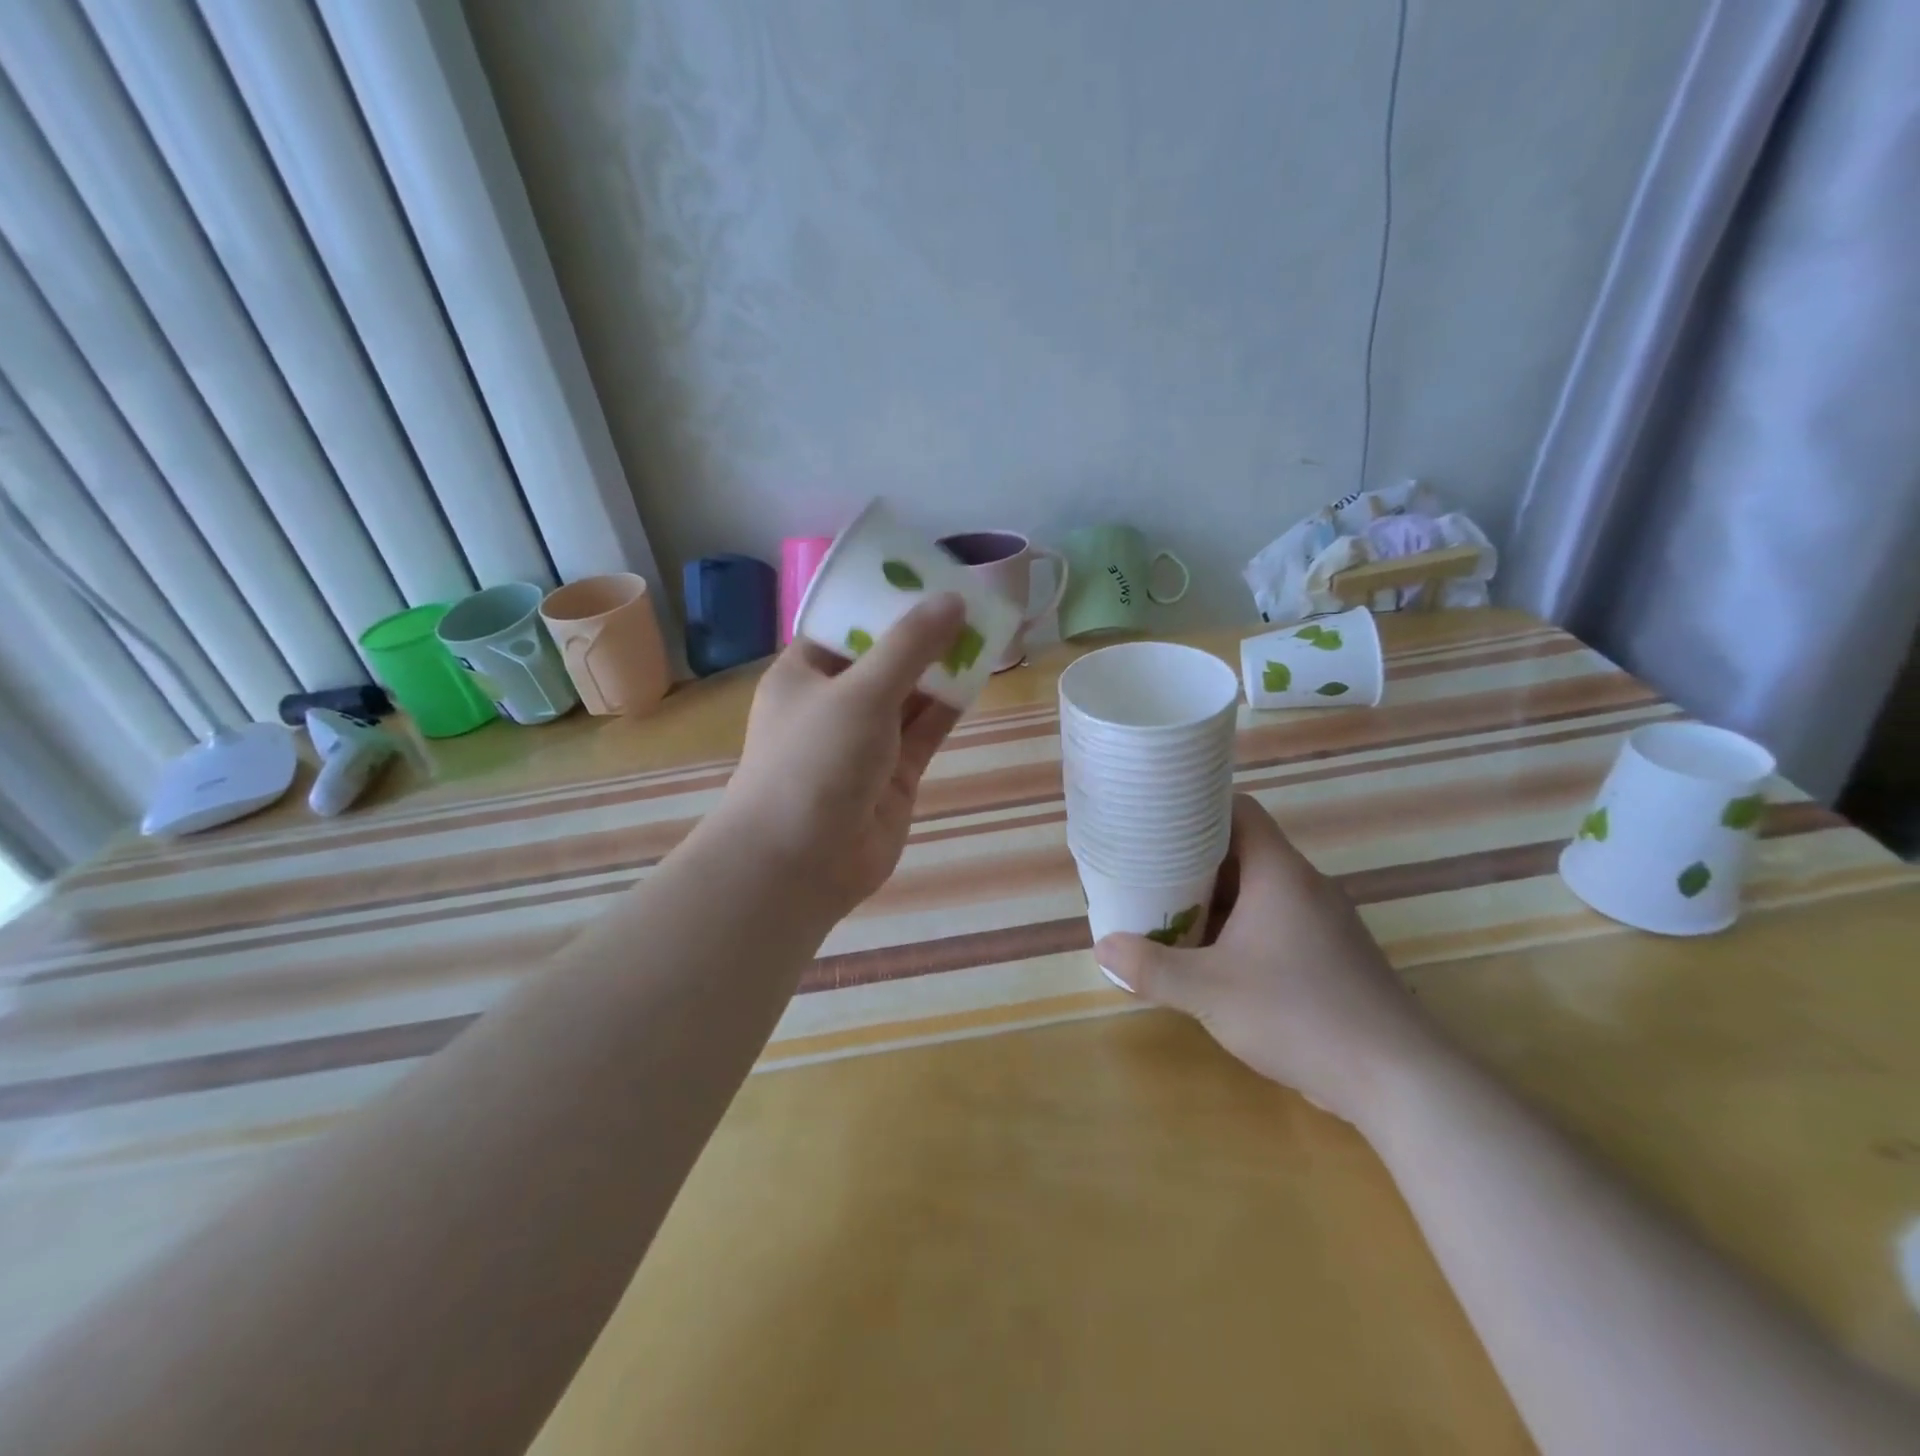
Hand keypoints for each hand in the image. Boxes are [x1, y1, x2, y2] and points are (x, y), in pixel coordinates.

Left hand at [715, 595, 967, 920]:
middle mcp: (834, 703)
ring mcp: (866, 740)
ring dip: (942, 667)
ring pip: (910, 694)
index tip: (927, 575)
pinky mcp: (894, 773)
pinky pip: (926, 729)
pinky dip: (949, 705)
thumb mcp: (860, 692)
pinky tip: (980, 675)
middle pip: (884, 657)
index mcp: (805, 673)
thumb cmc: (815, 762)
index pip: (846, 624)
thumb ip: (910, 646)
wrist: (801, 863)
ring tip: (986, 628)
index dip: (885, 599)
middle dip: (923, 633)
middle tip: (969, 598)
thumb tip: (953, 600)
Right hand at [1095, 795, 1442, 1125]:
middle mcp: (1306, 886)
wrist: (1398, 1080)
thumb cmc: (1299, 1015)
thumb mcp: (1209, 991)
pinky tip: (1217, 959)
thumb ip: (1152, 968)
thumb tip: (1103, 948)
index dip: (1199, 806)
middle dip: (1196, 861)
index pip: (1240, 810)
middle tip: (1151, 872)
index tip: (1159, 820)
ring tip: (1172, 913)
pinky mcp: (1334, 955)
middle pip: (1245, 850)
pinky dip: (1243, 927)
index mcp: (1280, 873)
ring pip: (1261, 890)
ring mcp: (1325, 921)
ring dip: (1218, 899)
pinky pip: (1278, 922)